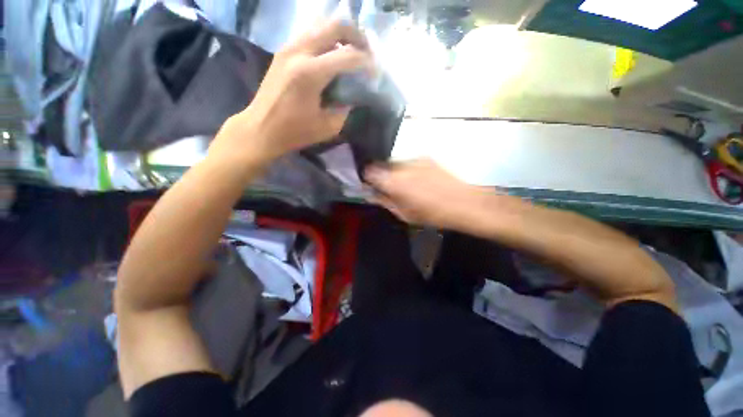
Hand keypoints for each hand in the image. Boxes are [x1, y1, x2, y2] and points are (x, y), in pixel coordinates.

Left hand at [210, 20, 374, 164]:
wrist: (261, 128)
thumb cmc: (295, 132)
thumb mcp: (328, 126)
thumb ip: (345, 107)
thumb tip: (353, 94)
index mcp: (311, 73)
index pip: (348, 56)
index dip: (367, 63)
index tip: (375, 73)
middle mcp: (299, 51)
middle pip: (335, 25)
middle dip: (357, 36)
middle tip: (366, 53)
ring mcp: (289, 47)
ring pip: (322, 25)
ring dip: (341, 36)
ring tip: (351, 52)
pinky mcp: (284, 51)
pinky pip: (311, 34)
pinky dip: (327, 40)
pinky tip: (332, 56)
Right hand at [365, 159, 504, 229]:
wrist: (464, 203)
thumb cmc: (432, 214)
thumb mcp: (404, 214)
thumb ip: (385, 201)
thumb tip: (371, 195)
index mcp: (393, 181)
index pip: (369, 171)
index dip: (367, 178)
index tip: (370, 186)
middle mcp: (401, 166)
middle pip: (382, 165)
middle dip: (381, 175)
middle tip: (388, 188)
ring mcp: (415, 159)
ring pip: (395, 163)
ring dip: (395, 172)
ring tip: (406, 185)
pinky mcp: (426, 158)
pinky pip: (409, 162)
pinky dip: (407, 169)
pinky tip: (418, 180)